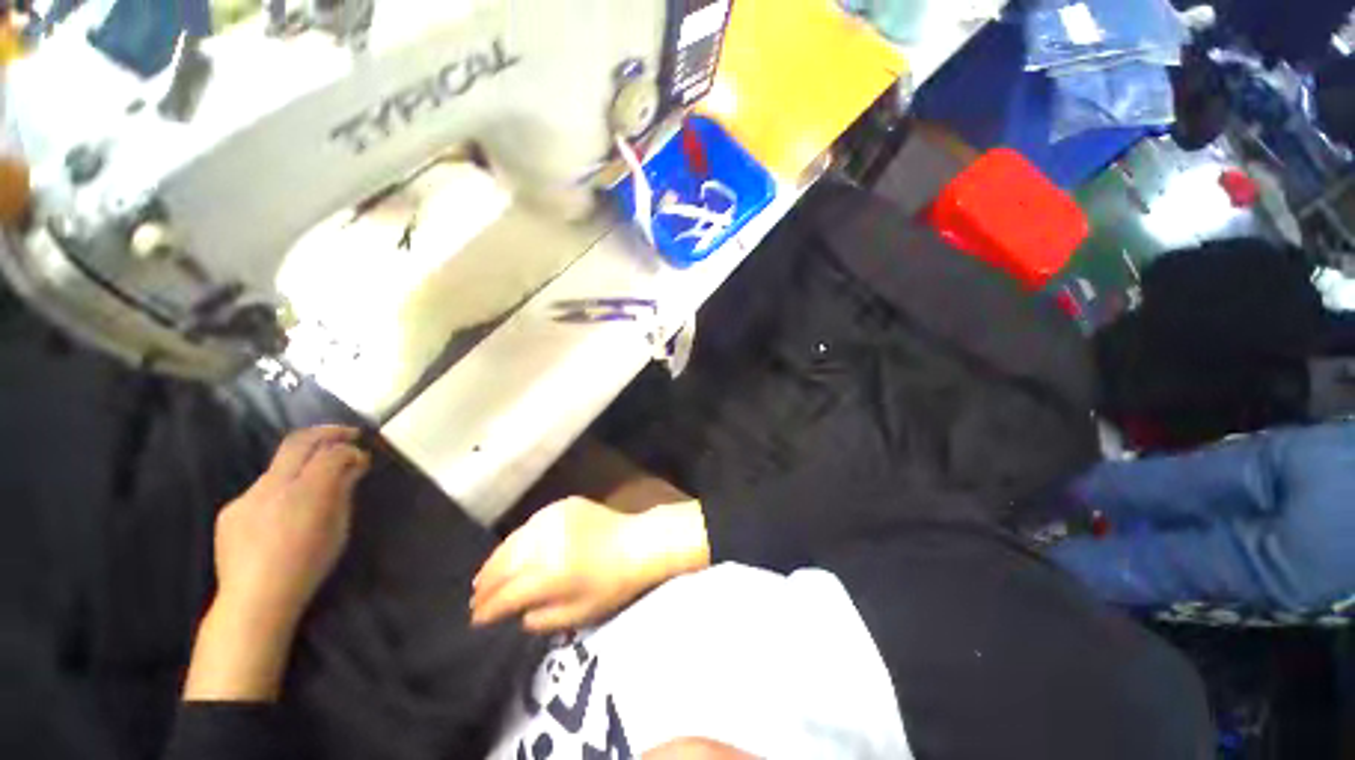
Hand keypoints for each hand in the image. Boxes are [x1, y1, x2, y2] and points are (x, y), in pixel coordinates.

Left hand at [213, 425, 370, 623]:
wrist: (254, 600)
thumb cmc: (308, 566)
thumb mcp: (338, 528)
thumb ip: (343, 492)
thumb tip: (352, 467)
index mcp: (306, 492)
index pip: (332, 452)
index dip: (350, 449)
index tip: (363, 458)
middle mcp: (273, 485)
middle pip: (299, 442)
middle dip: (327, 433)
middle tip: (348, 434)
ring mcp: (247, 496)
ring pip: (279, 466)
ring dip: (303, 464)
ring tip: (317, 481)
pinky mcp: (230, 509)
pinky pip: (262, 489)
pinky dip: (281, 489)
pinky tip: (286, 512)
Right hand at [471, 497, 709, 632]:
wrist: (637, 542)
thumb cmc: (611, 585)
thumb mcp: (577, 615)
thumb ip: (540, 618)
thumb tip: (515, 613)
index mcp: (549, 573)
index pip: (506, 593)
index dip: (488, 609)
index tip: (475, 621)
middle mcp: (545, 542)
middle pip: (503, 565)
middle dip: (485, 585)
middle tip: (474, 600)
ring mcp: (552, 519)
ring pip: (512, 542)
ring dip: (495, 561)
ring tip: (482, 578)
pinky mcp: (561, 506)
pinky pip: (530, 525)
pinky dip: (517, 541)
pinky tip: (511, 551)